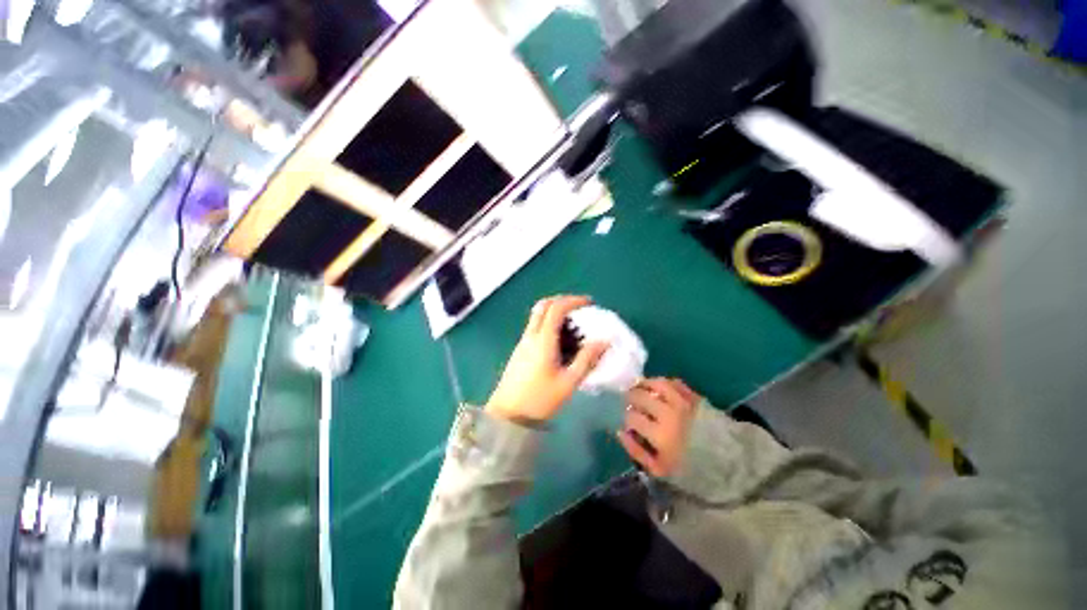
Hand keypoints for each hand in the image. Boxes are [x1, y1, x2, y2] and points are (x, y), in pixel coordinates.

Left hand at [485, 295, 608, 421]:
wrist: (507, 415)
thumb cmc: (539, 399)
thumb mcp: (568, 382)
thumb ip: (586, 360)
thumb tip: (604, 341)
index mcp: (543, 340)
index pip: (556, 308)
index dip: (573, 301)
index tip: (589, 303)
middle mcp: (530, 336)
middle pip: (543, 306)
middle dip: (563, 301)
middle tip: (580, 309)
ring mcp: (523, 342)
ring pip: (538, 316)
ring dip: (556, 314)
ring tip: (574, 328)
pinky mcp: (520, 350)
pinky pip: (536, 328)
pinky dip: (550, 325)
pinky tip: (561, 343)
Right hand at [617, 378, 701, 476]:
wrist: (727, 461)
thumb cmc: (689, 468)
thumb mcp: (659, 469)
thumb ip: (636, 451)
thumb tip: (620, 431)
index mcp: (660, 435)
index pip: (632, 417)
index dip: (626, 417)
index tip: (628, 421)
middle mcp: (669, 414)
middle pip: (640, 396)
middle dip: (630, 397)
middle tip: (628, 400)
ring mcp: (682, 402)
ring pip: (656, 383)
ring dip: (644, 383)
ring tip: (639, 387)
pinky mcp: (694, 396)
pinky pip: (674, 382)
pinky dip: (663, 382)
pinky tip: (658, 387)